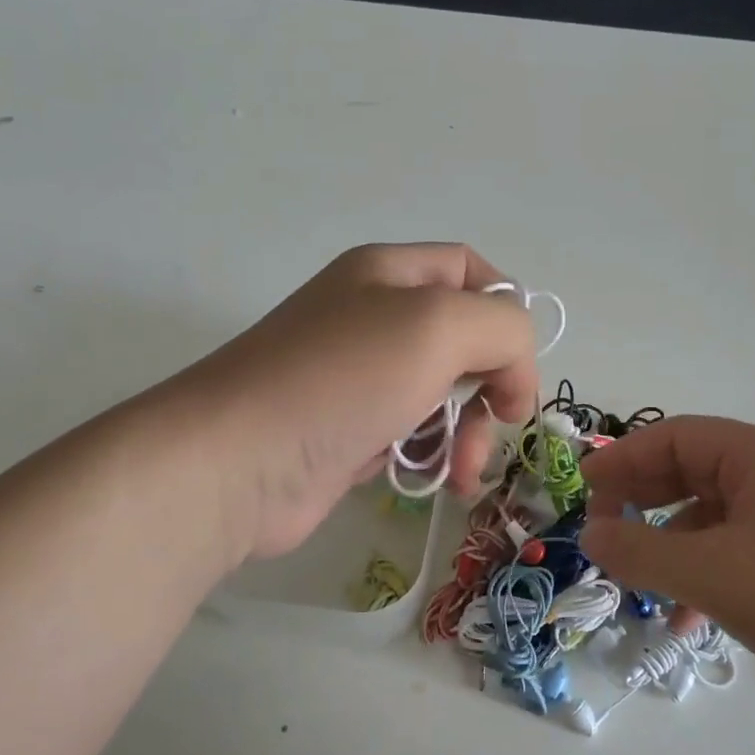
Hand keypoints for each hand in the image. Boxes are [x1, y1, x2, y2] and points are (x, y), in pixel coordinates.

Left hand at [177, 243, 542, 560]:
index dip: (507, 311)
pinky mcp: (350, 433)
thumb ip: (503, 328)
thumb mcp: (440, 326)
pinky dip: (433, 457)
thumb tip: (510, 377)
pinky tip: (436, 483)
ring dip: (467, 433)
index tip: (517, 366)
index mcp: (389, 273)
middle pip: (465, 340)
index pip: (472, 271)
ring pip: (444, 395)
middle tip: (497, 423)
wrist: (237, 463)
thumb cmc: (343, 379)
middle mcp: (374, 317)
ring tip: (462, 472)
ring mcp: (359, 378)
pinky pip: (413, 435)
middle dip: (492, 385)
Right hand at [580, 417, 754, 729]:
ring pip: (711, 519)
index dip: (623, 459)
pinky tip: (687, 620)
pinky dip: (704, 577)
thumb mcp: (710, 572)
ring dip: (670, 548)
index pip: (674, 437)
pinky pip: (736, 554)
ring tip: (639, 585)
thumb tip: (589, 534)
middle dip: (642, 503)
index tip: (584, 489)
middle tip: (603, 533)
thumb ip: (640, 550)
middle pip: (691, 473)